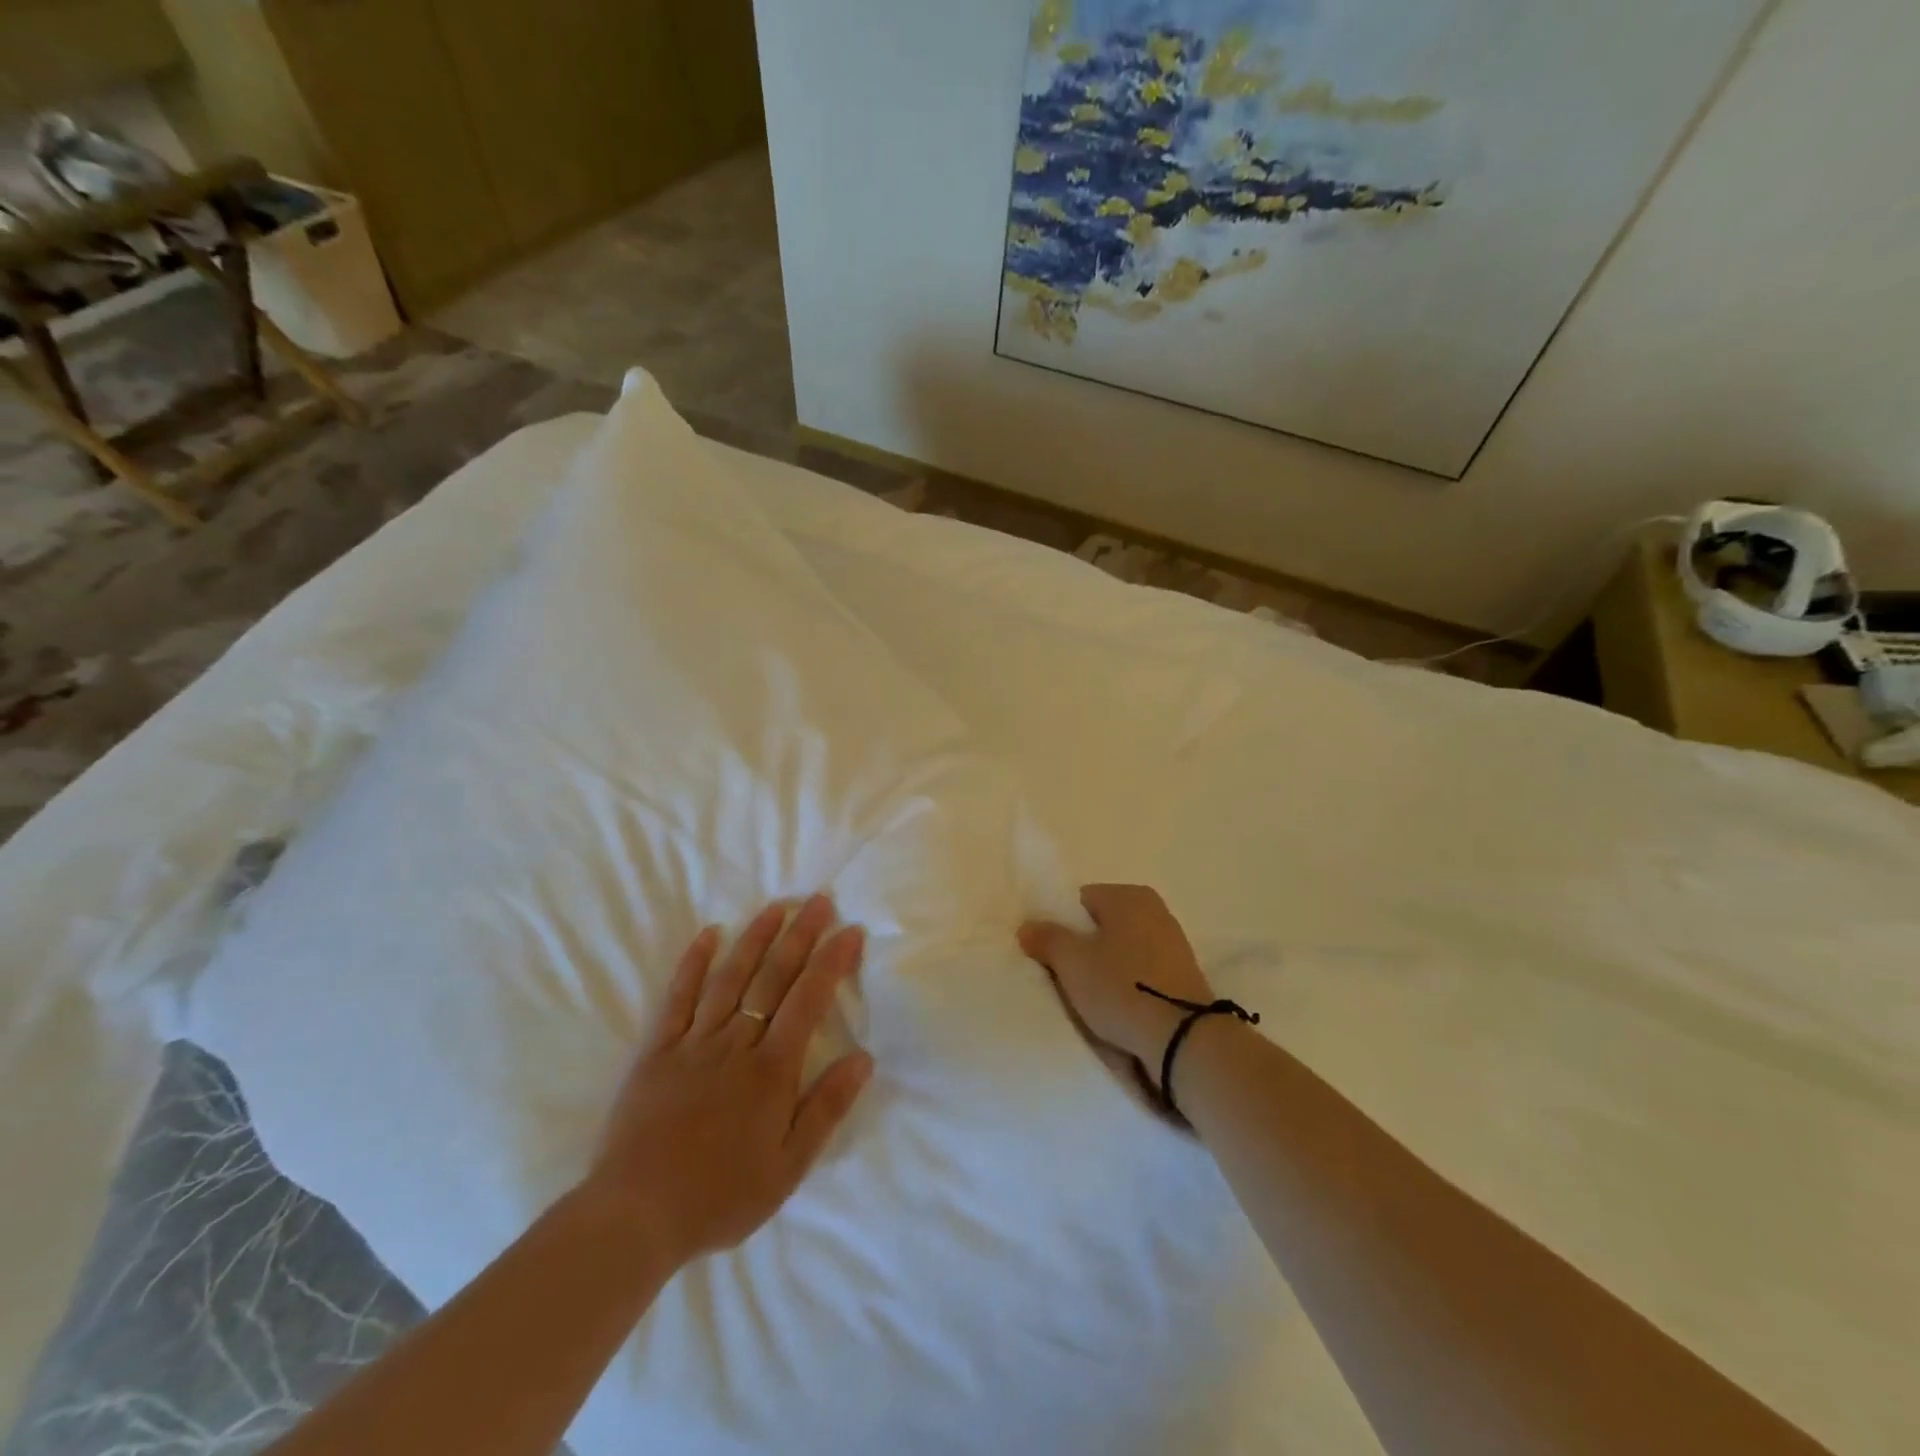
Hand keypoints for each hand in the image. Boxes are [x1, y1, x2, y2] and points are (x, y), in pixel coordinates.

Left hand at [582, 895, 873, 1268]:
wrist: (636, 1216)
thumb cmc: (720, 1196)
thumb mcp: (788, 1167)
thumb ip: (826, 1109)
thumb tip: (863, 1058)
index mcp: (771, 1070)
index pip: (808, 1001)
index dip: (832, 962)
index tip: (850, 930)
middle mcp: (736, 1044)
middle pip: (773, 978)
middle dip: (800, 936)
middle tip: (819, 900)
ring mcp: (694, 1042)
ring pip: (730, 978)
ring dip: (755, 938)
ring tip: (776, 907)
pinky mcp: (657, 1050)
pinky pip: (678, 997)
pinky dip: (693, 963)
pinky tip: (708, 935)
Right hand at [1018, 885, 1214, 1067]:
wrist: (1184, 1038)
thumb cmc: (1122, 988)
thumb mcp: (1072, 963)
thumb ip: (1047, 939)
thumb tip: (1028, 926)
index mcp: (1129, 895)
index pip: (1080, 901)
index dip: (1062, 926)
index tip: (1054, 955)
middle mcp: (1155, 909)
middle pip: (1103, 924)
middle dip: (1086, 946)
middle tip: (1070, 976)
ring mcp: (1174, 941)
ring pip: (1124, 948)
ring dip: (1108, 966)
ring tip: (1095, 996)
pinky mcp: (1184, 973)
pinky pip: (1143, 969)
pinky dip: (1130, 982)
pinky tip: (1121, 1005)